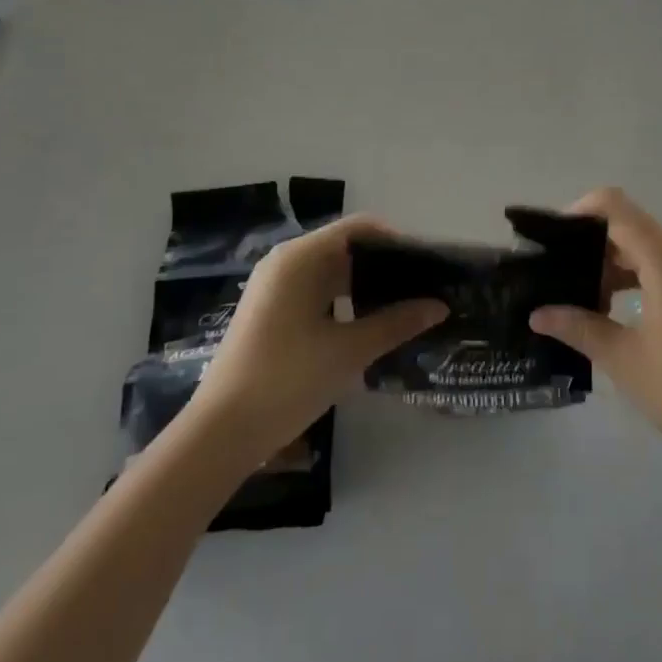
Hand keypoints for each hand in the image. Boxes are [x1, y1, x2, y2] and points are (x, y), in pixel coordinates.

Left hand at [191, 215, 446, 463]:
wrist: (221, 432)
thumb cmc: (287, 379)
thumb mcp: (349, 350)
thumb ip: (397, 323)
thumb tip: (440, 306)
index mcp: (301, 257)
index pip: (359, 228)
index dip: (396, 240)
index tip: (428, 263)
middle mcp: (285, 262)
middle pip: (345, 247)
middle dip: (385, 264)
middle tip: (423, 287)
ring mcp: (274, 287)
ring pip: (331, 272)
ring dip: (366, 284)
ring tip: (404, 305)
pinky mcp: (271, 312)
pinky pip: (316, 291)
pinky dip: (345, 300)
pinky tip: (369, 324)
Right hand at [530, 189, 661, 478]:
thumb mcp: (626, 360)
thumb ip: (579, 327)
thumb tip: (538, 314)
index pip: (613, 206)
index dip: (578, 213)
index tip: (550, 242)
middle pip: (628, 227)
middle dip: (590, 247)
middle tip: (557, 279)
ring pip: (647, 248)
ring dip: (613, 266)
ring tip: (581, 300)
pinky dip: (638, 278)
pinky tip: (615, 311)